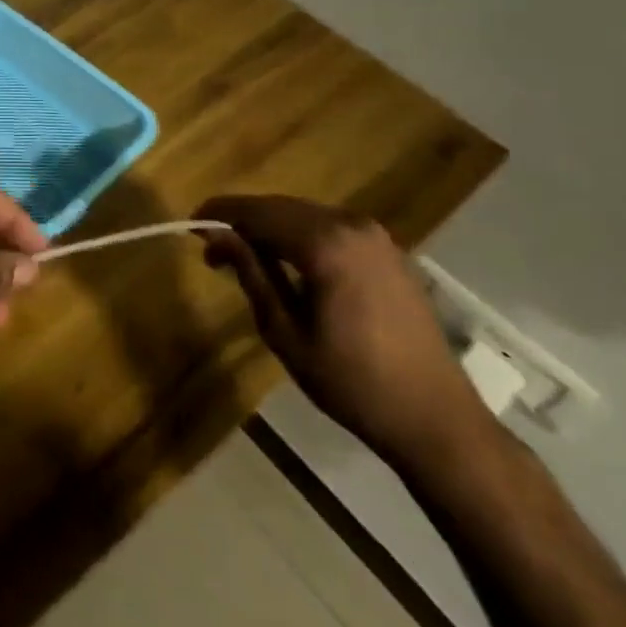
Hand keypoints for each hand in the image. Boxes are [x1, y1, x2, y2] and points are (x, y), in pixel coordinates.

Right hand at [196, 195, 496, 469]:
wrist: (435, 419)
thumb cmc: (351, 382)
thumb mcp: (285, 332)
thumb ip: (251, 274)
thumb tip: (216, 235)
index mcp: (325, 244)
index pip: (257, 212)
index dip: (219, 214)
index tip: (190, 228)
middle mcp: (351, 225)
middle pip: (280, 207)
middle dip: (243, 222)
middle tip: (212, 250)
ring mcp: (375, 236)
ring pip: (305, 214)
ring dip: (270, 228)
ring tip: (244, 257)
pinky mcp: (388, 251)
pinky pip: (330, 227)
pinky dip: (300, 235)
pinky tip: (287, 262)